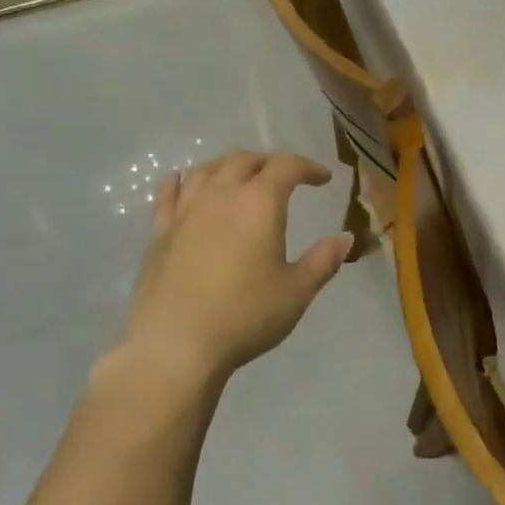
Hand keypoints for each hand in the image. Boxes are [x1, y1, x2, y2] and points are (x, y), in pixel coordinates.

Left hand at [106, 149, 352, 392]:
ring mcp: (185, 212)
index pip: (286, 167)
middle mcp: (220, 196)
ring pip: (206, 170)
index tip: (323, 178)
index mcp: (259, 203)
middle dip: (269, 162)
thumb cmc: (245, 315)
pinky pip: (168, 195)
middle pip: (243, 160)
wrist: (176, 344)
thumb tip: (345, 238)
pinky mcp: (159, 233)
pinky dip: (180, 182)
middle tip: (285, 176)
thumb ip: (323, 260)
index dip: (308, 167)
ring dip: (229, 166)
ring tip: (241, 176)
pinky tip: (181, 180)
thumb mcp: (297, 291)